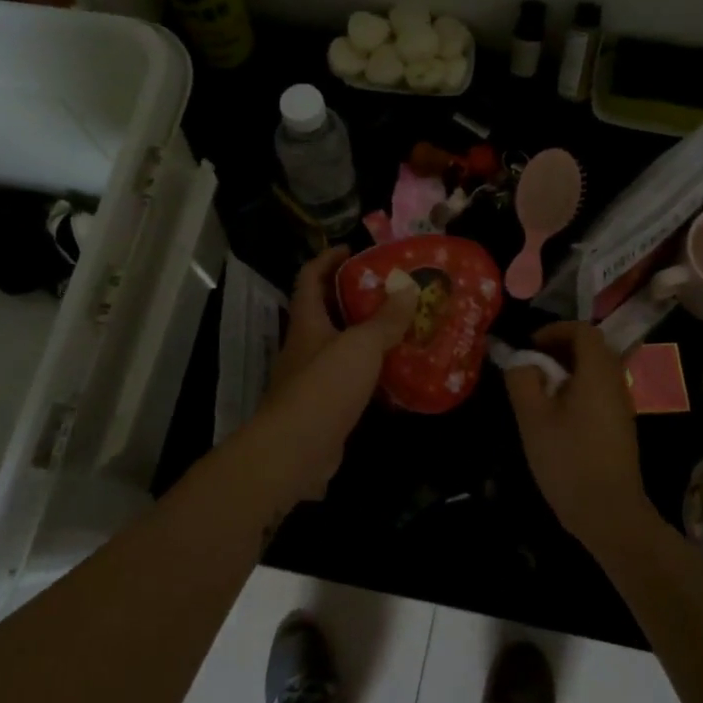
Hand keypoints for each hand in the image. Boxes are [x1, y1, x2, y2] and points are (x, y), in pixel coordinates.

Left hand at [235, 247, 417, 504]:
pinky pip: (350, 381)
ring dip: (367, 337)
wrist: (295, 452)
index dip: (328, 259)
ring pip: (340, 347)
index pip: (310, 278)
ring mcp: (312, 379)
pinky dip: (371, 373)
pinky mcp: (324, 409)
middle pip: (327, 312)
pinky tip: (398, 375)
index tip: (353, 250)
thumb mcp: (361, 346)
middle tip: (393, 290)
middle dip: (355, 297)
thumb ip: (385, 319)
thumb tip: (407, 288)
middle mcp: (305, 346)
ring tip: (403, 329)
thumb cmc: (324, 387)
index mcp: (307, 322)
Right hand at [504, 322, 650, 547]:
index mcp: (597, 373)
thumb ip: (522, 380)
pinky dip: (578, 387)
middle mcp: (615, 382)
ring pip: (596, 370)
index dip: (555, 330)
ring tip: (540, 388)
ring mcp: (622, 405)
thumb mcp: (532, 418)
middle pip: (592, 347)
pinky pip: (600, 390)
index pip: (583, 330)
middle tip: (532, 364)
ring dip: (568, 369)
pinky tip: (557, 413)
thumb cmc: (568, 460)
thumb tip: (521, 360)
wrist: (609, 513)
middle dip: (560, 347)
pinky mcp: (621, 425)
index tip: (530, 346)